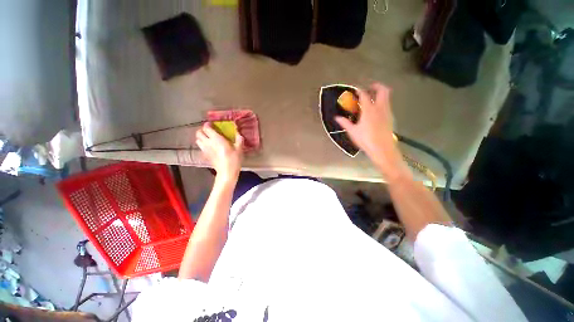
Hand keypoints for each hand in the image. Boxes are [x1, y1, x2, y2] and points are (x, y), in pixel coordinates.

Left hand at [196, 123, 243, 183]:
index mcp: (216, 139)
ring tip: (209, 139)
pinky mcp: (205, 156)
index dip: (208, 125)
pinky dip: (203, 145)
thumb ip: (239, 139)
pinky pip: (201, 147)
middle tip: (210, 131)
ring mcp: (205, 150)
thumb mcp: (239, 149)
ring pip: (197, 140)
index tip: (212, 124)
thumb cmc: (233, 159)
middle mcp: (208, 143)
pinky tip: (210, 147)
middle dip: (202, 130)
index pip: (206, 128)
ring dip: (201, 138)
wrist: (226, 172)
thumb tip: (238, 132)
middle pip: (198, 133)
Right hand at [335, 83, 407, 180]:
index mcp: (369, 110)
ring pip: (387, 97)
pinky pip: (387, 105)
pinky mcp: (390, 118)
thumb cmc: (366, 139)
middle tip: (370, 87)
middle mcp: (380, 108)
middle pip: (383, 90)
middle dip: (377, 86)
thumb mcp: (353, 132)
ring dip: (380, 94)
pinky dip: (383, 103)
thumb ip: (345, 123)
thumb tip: (336, 117)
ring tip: (373, 98)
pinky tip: (376, 111)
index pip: (364, 95)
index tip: (356, 89)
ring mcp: (387, 112)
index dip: (359, 90)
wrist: (383, 149)